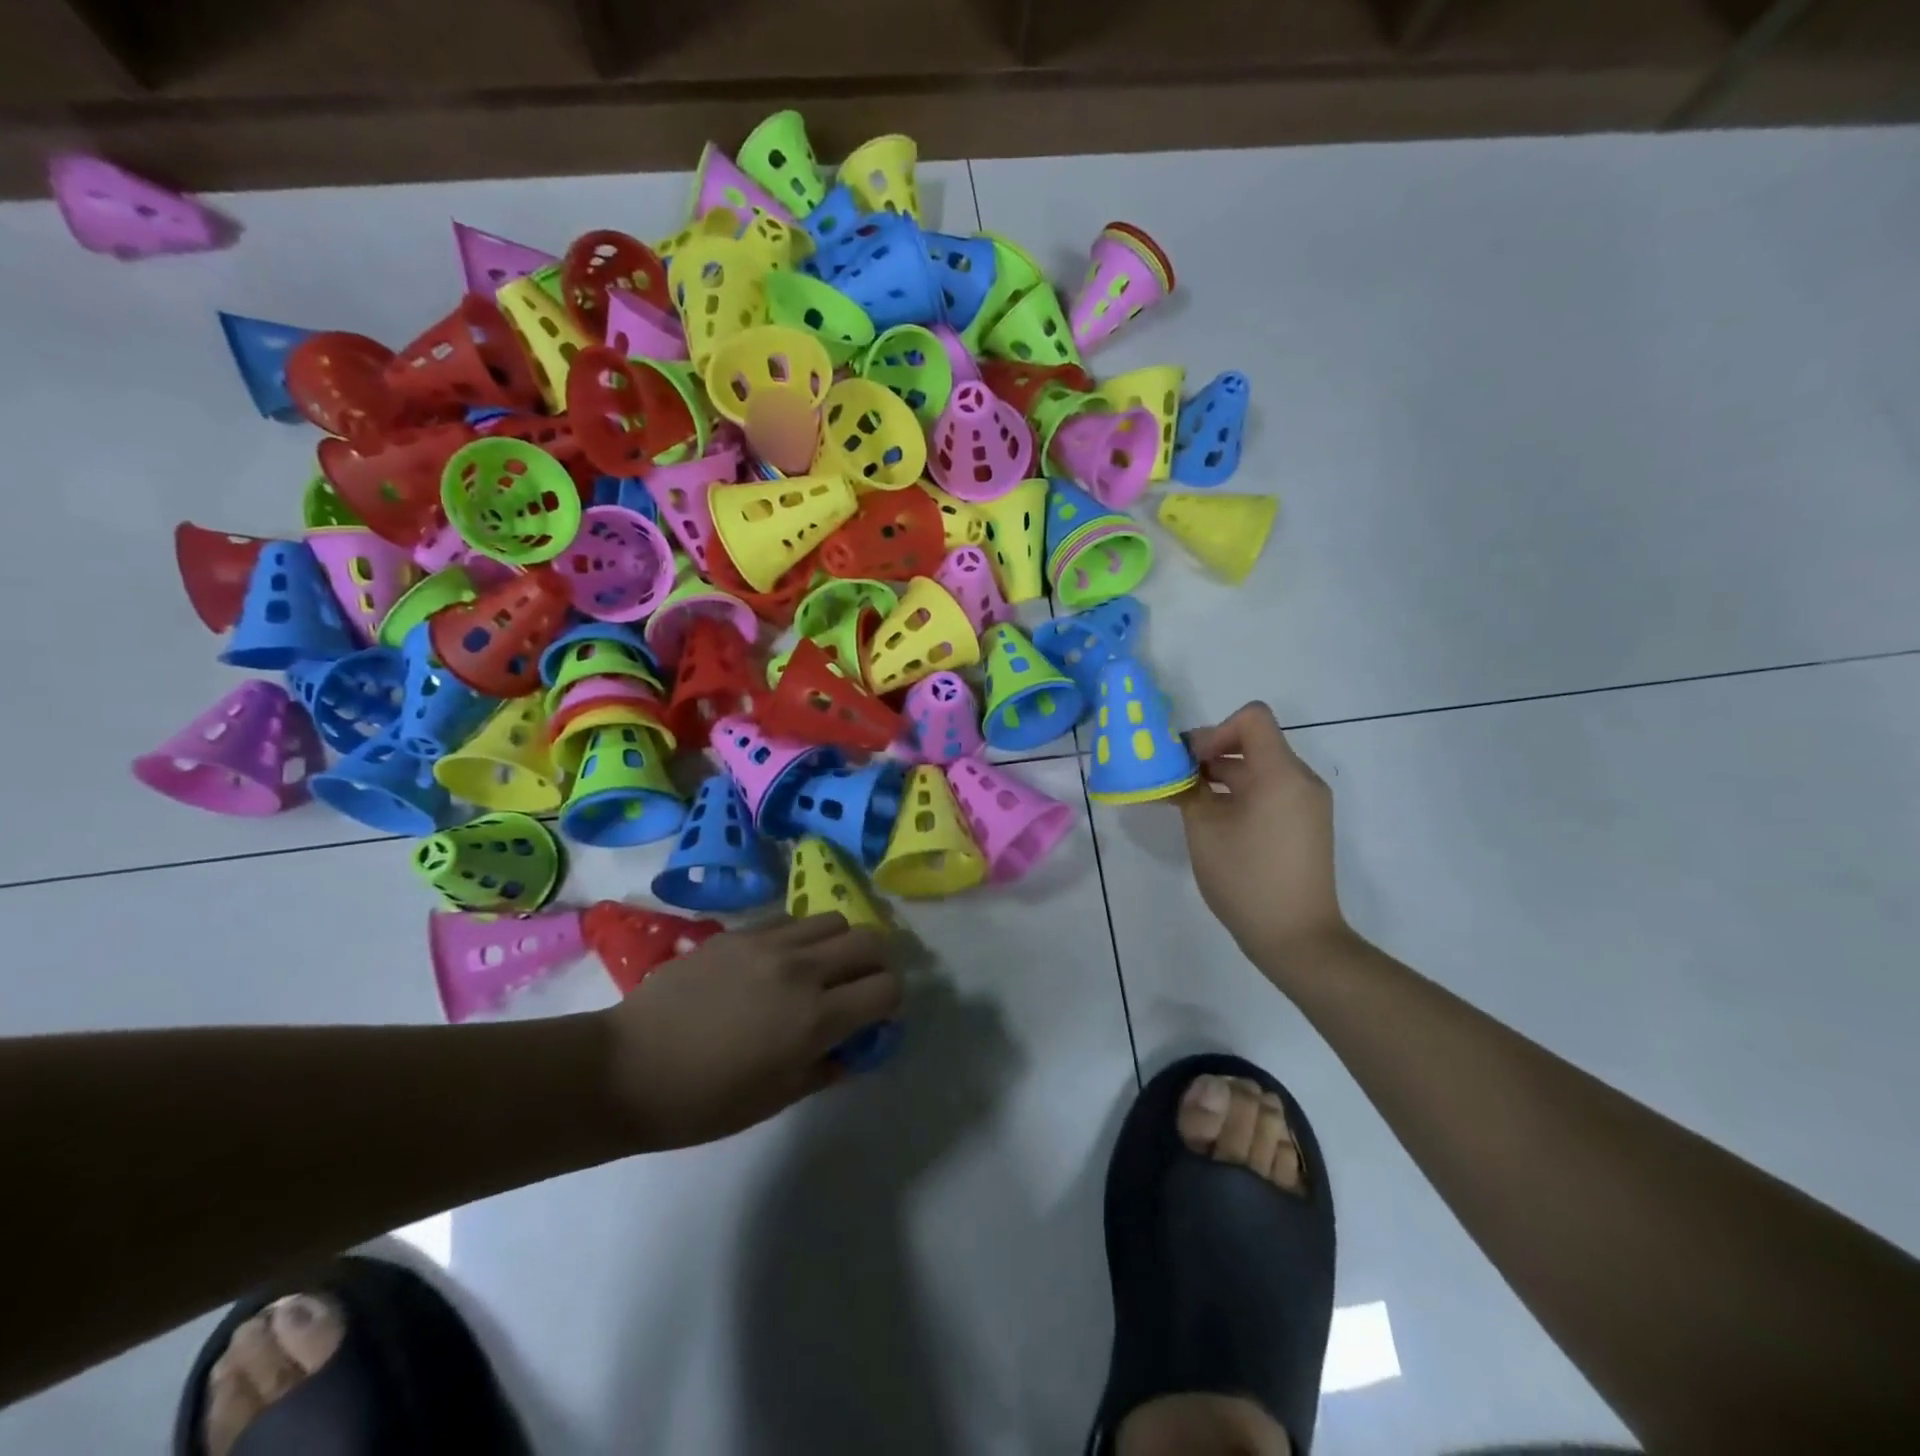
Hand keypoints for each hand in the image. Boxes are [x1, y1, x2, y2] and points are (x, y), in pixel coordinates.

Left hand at [602, 915, 901, 1150]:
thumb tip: (856, 1047)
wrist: (626, 1067)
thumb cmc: (702, 1101)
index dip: (890, 1003)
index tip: (875, 1019)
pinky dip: (801, 937)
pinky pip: (790, 920)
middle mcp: (802, 969)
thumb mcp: (776, 1098)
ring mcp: (769, 943)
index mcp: (815, 1018)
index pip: (887, 988)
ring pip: (833, 919)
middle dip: (876, 964)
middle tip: (857, 988)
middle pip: (870, 941)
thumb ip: (827, 1067)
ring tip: (819, 969)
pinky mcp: (740, 932)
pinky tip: (779, 962)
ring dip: (840, 944)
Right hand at [1177, 702, 1347, 967]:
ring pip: (1259, 769)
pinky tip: (1214, 821)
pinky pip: (1270, 792)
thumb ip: (1188, 789)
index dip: (1215, 730)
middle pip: (1254, 743)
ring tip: (1187, 802)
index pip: (1252, 718)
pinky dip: (1240, 795)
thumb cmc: (1246, 877)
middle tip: (1175, 780)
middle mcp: (1301, 780)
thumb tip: (1175, 770)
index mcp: (1281, 773)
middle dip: (1211, 755)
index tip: (1190, 762)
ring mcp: (1306, 804)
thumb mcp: (1205, 828)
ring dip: (1222, 777)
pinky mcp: (1305, 825)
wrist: (1296, 937)